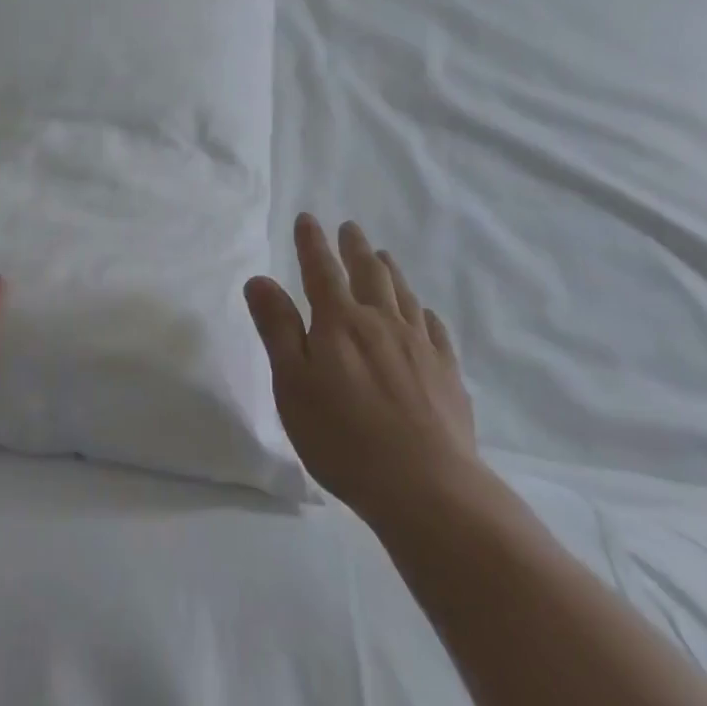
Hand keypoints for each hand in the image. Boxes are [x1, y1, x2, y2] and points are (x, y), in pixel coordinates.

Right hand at [245, 214, 483, 526]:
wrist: (427, 486)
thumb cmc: (344, 438)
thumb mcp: (293, 385)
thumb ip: (277, 329)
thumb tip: (259, 279)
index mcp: (339, 322)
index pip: (321, 270)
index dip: (312, 242)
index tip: (308, 218)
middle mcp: (381, 322)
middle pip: (367, 272)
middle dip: (354, 247)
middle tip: (350, 228)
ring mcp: (419, 345)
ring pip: (402, 294)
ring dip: (389, 270)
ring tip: (383, 254)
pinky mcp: (447, 372)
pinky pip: (434, 328)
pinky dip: (423, 311)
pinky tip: (422, 312)